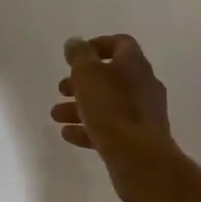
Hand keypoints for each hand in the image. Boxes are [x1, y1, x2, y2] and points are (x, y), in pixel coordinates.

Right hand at [50, 34, 186, 201]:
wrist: (140, 159)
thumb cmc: (111, 109)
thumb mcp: (87, 74)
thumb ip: (79, 55)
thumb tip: (75, 42)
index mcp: (135, 65)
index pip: (121, 44)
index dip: (97, 45)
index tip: (75, 56)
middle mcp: (143, 86)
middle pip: (111, 76)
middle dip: (83, 82)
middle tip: (62, 88)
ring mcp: (143, 114)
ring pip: (108, 104)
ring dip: (81, 106)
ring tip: (56, 115)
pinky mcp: (139, 140)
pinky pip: (111, 128)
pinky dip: (89, 128)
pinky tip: (69, 135)